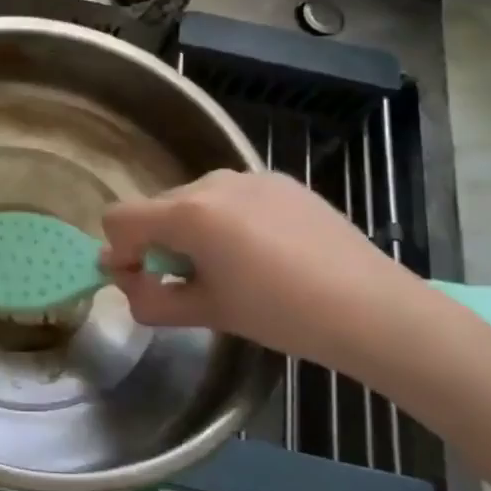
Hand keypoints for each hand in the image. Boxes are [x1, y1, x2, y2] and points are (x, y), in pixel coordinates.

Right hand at [100, 169, 433, 371]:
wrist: (371, 307)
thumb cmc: (281, 314)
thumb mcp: (207, 312)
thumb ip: (151, 297)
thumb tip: (125, 282)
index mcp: (189, 212)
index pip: (119, 219)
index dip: (119, 253)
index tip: (143, 282)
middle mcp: (212, 181)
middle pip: (157, 208)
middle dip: (158, 243)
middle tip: (190, 283)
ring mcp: (249, 176)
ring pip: (194, 200)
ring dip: (193, 231)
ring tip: (232, 268)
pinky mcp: (279, 180)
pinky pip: (231, 196)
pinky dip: (228, 220)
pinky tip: (264, 252)